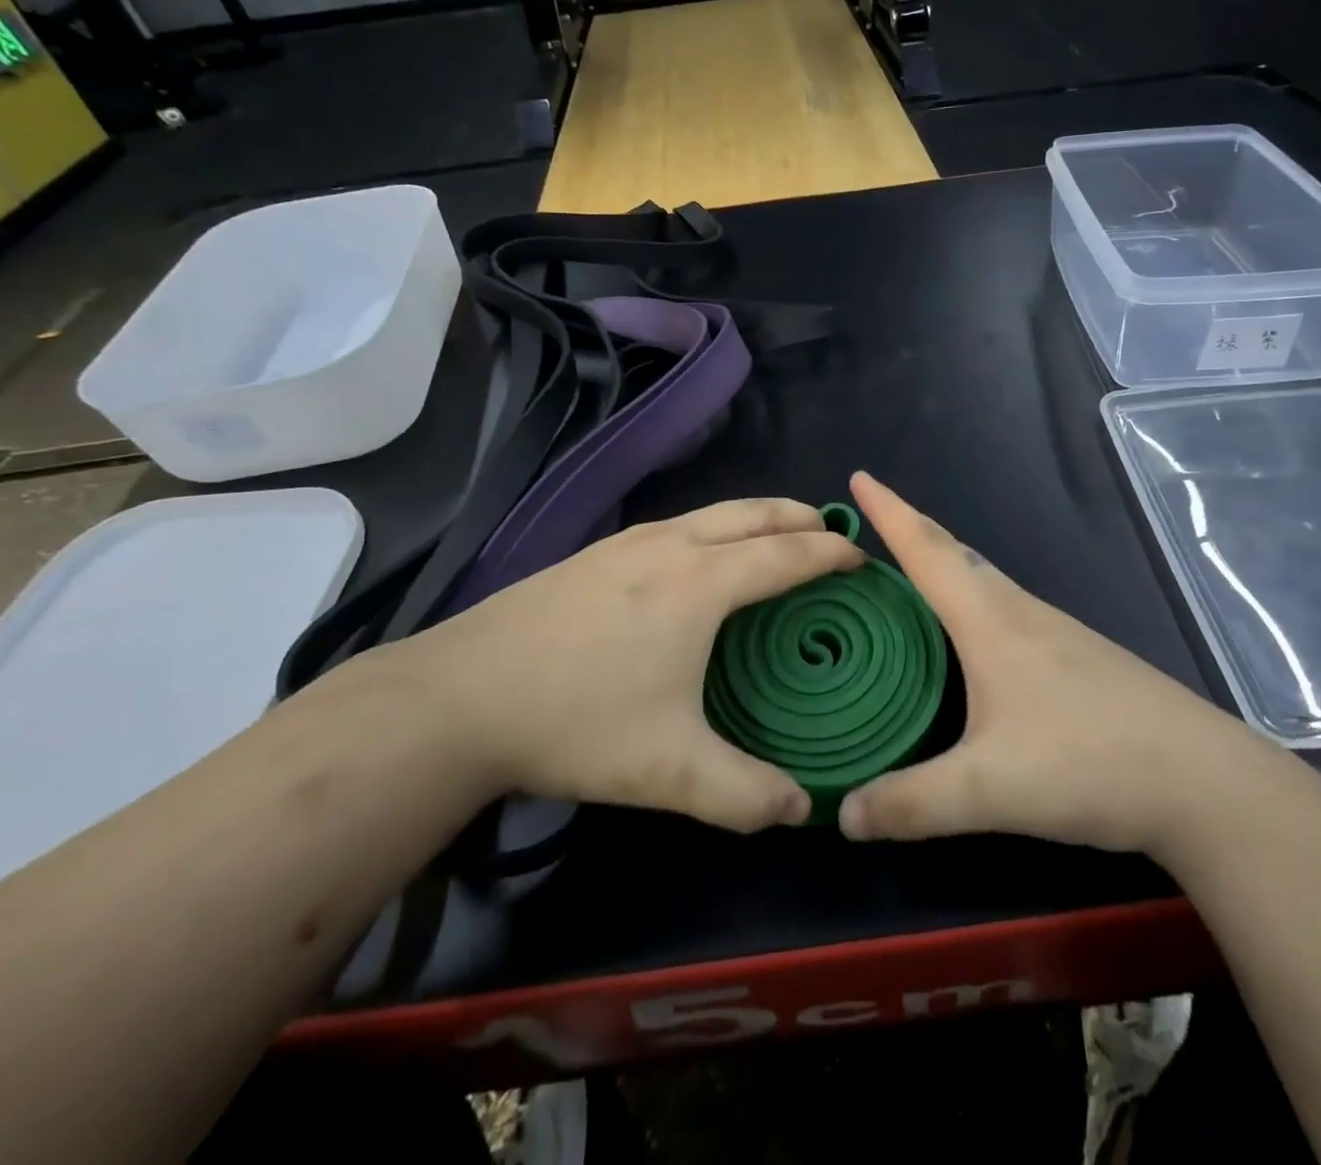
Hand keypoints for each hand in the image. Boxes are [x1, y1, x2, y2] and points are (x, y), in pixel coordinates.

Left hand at [382, 499, 862, 831]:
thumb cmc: (576, 721)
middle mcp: (670, 546)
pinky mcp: (594, 553)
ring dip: (754, 518)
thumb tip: (802, 809)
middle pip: (752, 513)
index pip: (785, 554)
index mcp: (700, 584)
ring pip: (710, 512)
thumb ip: (745, 795)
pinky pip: (677, 525)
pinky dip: (713, 528)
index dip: (830, 553)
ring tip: (774, 538)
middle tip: (829, 532)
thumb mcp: (670, 771)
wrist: (458, 696)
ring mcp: (626, 542)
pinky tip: (698, 560)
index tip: (861, 558)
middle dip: (798, 516)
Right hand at [838, 472, 1271, 853]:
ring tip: (910, 572)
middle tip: (872, 520)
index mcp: (990, 620)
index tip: (858, 477)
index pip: (927, 550)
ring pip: (984, 581)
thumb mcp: (989, 791)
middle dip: (911, 529)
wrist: (1206, 783)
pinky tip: (972, 634)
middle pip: (956, 554)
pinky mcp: (1078, 658)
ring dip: (943, 563)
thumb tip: (843, 814)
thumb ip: (912, 803)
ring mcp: (1056, 633)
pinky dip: (971, 599)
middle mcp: (1020, 612)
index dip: (888, 512)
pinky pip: (1005, 609)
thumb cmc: (1089, 763)